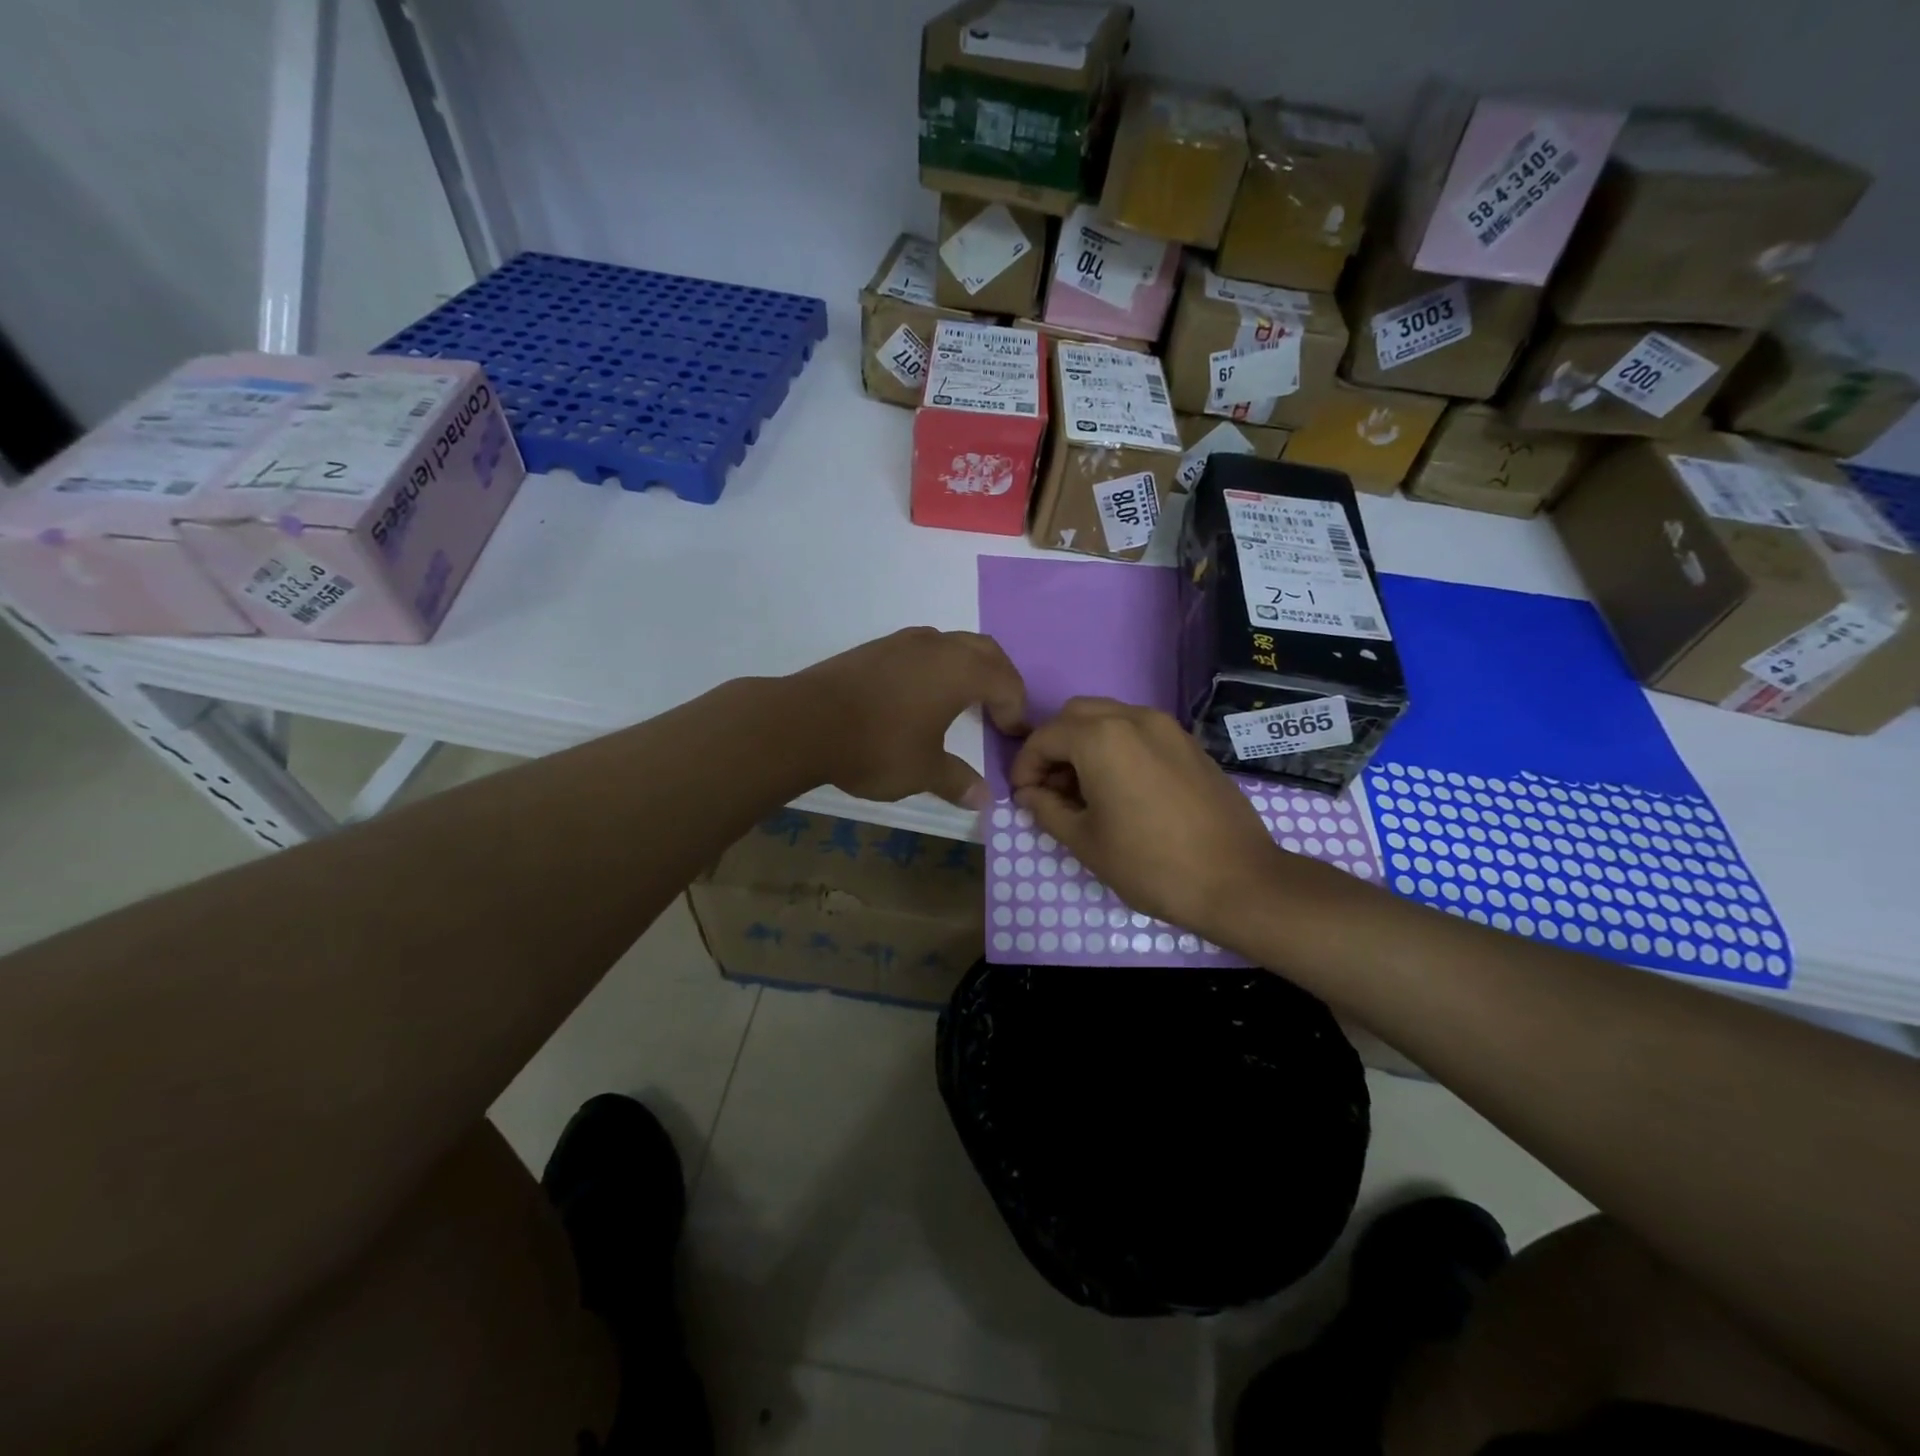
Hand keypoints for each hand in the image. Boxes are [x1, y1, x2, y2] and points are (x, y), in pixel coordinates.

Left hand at [790, 627, 1028, 807]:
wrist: (804, 722)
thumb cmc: (876, 746)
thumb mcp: (923, 771)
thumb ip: (957, 780)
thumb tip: (984, 798)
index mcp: (960, 671)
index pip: (1006, 681)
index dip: (1016, 709)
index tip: (1013, 734)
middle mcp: (937, 646)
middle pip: (985, 650)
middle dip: (1001, 678)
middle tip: (1001, 709)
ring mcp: (902, 642)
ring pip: (951, 644)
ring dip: (968, 666)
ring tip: (964, 698)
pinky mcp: (874, 648)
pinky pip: (922, 649)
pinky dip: (937, 666)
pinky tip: (921, 694)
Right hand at [1006, 697, 1291, 941]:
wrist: (1237, 880)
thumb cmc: (1150, 864)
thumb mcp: (1085, 841)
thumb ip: (1046, 809)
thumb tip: (1029, 794)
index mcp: (1101, 738)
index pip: (1045, 737)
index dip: (1025, 766)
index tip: (1023, 797)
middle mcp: (1133, 718)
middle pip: (1075, 716)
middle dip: (1054, 747)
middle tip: (1050, 789)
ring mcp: (1166, 727)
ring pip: (1108, 718)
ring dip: (1085, 744)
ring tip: (1084, 791)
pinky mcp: (1188, 743)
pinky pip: (1138, 731)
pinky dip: (1116, 747)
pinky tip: (1121, 788)